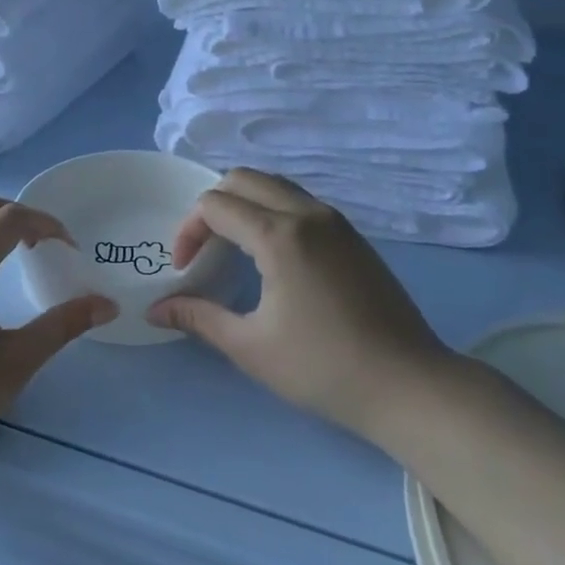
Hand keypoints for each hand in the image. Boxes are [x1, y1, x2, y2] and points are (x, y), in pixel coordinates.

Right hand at [149, 169, 451, 443]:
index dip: (188, 231)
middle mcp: (307, 213)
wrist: (408, 385)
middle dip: (212, 206)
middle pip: (243, 179)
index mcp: (279, 234)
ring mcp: (336, 221)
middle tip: (204, 249)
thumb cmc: (323, 368)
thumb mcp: (250, 347)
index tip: (185, 270)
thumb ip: (198, 318)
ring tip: (232, 247)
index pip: (215, 205)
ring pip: (275, 185)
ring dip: (244, 203)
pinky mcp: (353, 235)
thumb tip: (155, 310)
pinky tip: (271, 255)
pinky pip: (300, 202)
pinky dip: (272, 211)